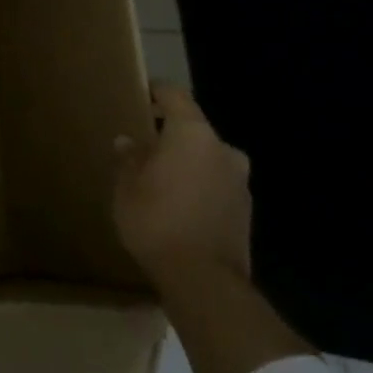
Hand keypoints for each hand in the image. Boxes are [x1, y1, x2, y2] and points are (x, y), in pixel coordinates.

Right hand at [114, 84, 251, 290]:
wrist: (204, 281)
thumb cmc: (156, 219)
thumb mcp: (127, 186)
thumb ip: (129, 159)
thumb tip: (129, 142)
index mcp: (193, 134)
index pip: (175, 96)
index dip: (156, 91)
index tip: (139, 93)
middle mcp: (223, 150)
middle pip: (194, 129)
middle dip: (170, 134)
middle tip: (143, 144)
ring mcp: (240, 181)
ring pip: (207, 158)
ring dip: (186, 162)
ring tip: (158, 177)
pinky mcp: (245, 210)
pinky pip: (216, 184)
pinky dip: (198, 185)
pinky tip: (177, 203)